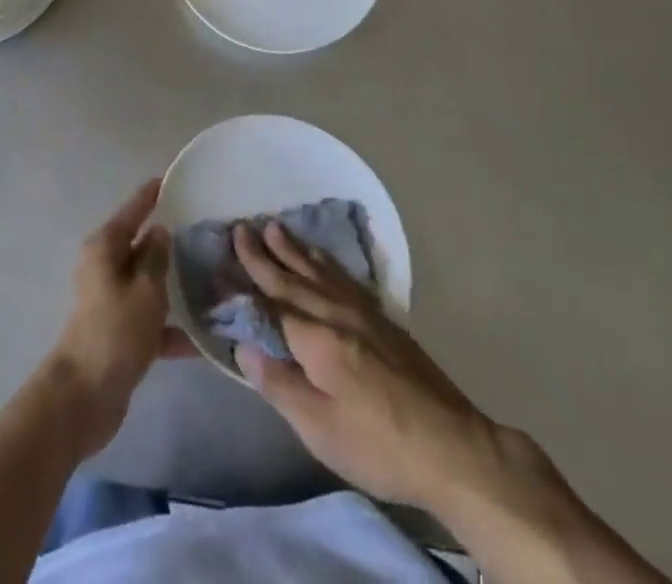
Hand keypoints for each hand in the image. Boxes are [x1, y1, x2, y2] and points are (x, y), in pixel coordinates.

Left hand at [44, 179, 192, 456]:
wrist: (84, 398)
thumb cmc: (116, 331)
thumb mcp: (146, 289)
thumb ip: (156, 258)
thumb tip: (159, 232)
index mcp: (105, 248)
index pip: (133, 211)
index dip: (151, 195)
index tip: (171, 179)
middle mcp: (105, 268)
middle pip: (141, 246)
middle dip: (169, 242)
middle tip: (205, 231)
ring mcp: (111, 302)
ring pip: (148, 284)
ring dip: (174, 287)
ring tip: (212, 280)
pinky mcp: (119, 334)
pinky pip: (150, 321)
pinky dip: (171, 329)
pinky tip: (204, 340)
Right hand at [233, 222, 566, 521]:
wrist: (451, 446)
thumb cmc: (378, 445)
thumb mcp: (320, 429)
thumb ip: (280, 384)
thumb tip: (244, 346)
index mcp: (317, 340)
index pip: (270, 306)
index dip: (243, 287)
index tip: (220, 265)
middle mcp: (337, 314)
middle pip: (293, 279)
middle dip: (263, 255)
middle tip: (240, 227)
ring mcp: (363, 313)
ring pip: (319, 271)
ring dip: (293, 250)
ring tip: (273, 227)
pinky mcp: (383, 320)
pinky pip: (343, 277)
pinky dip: (325, 262)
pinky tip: (321, 259)